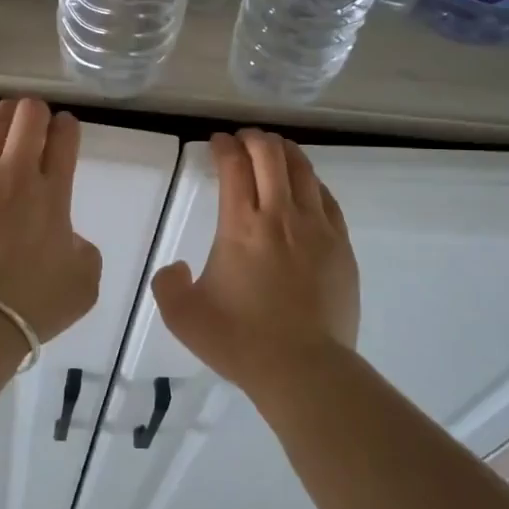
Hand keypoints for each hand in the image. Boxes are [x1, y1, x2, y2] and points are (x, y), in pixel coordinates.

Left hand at [0, 99, 101, 341]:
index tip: (65, 131)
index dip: (67, 127)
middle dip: (36, 112)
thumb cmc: (35, 306)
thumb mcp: (84, 282)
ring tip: (3, 125)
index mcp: (53, 192)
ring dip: (1, 119)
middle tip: (36, 125)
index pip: (64, 137)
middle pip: (28, 116)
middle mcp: (14, 175)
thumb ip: (82, 249)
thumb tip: (66, 238)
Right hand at [151, 129, 359, 391]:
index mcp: (241, 226)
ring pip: (303, 170)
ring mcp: (317, 228)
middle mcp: (280, 216)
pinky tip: (306, 185)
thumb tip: (175, 266)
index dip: (224, 146)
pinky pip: (327, 199)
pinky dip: (311, 182)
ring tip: (274, 149)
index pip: (234, 166)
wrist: (304, 369)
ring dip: (285, 152)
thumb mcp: (183, 317)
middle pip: (271, 156)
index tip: (217, 142)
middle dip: (254, 139)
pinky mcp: (341, 246)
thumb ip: (167, 285)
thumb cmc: (240, 340)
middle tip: (244, 139)